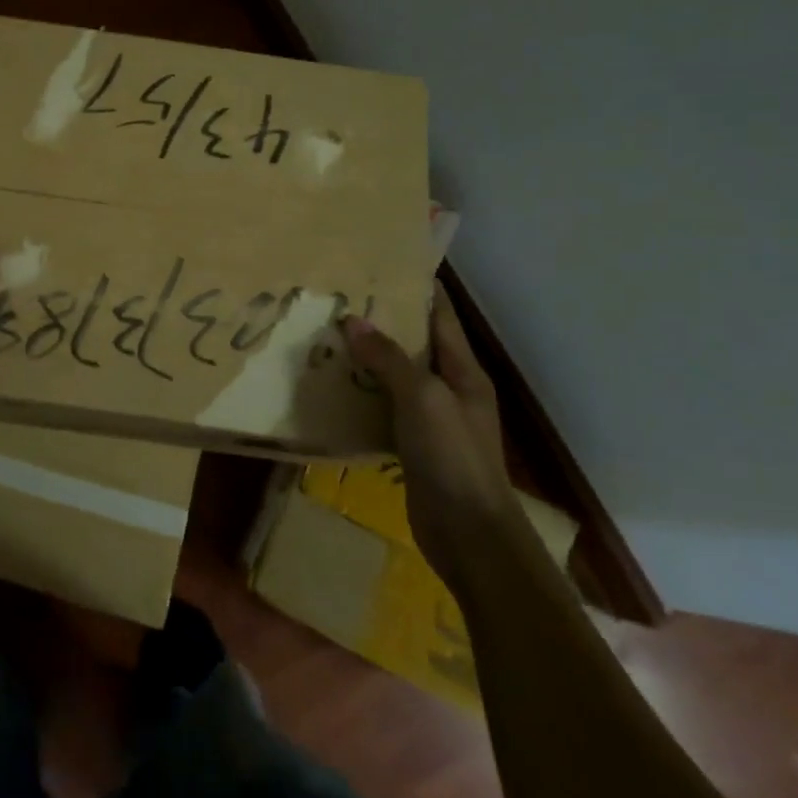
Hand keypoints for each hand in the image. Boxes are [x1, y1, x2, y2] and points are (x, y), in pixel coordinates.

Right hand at [343, 280, 512, 576]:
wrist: (468, 534)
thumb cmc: (453, 457)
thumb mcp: (423, 399)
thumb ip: (389, 359)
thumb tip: (353, 322)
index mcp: (463, 371)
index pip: (441, 316)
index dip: (419, 288)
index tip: (386, 263)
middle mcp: (450, 389)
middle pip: (416, 344)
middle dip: (384, 321)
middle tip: (341, 298)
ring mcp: (432, 420)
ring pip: (396, 377)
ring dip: (368, 359)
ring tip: (329, 335)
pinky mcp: (413, 446)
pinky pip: (384, 408)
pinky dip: (362, 394)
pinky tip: (333, 387)